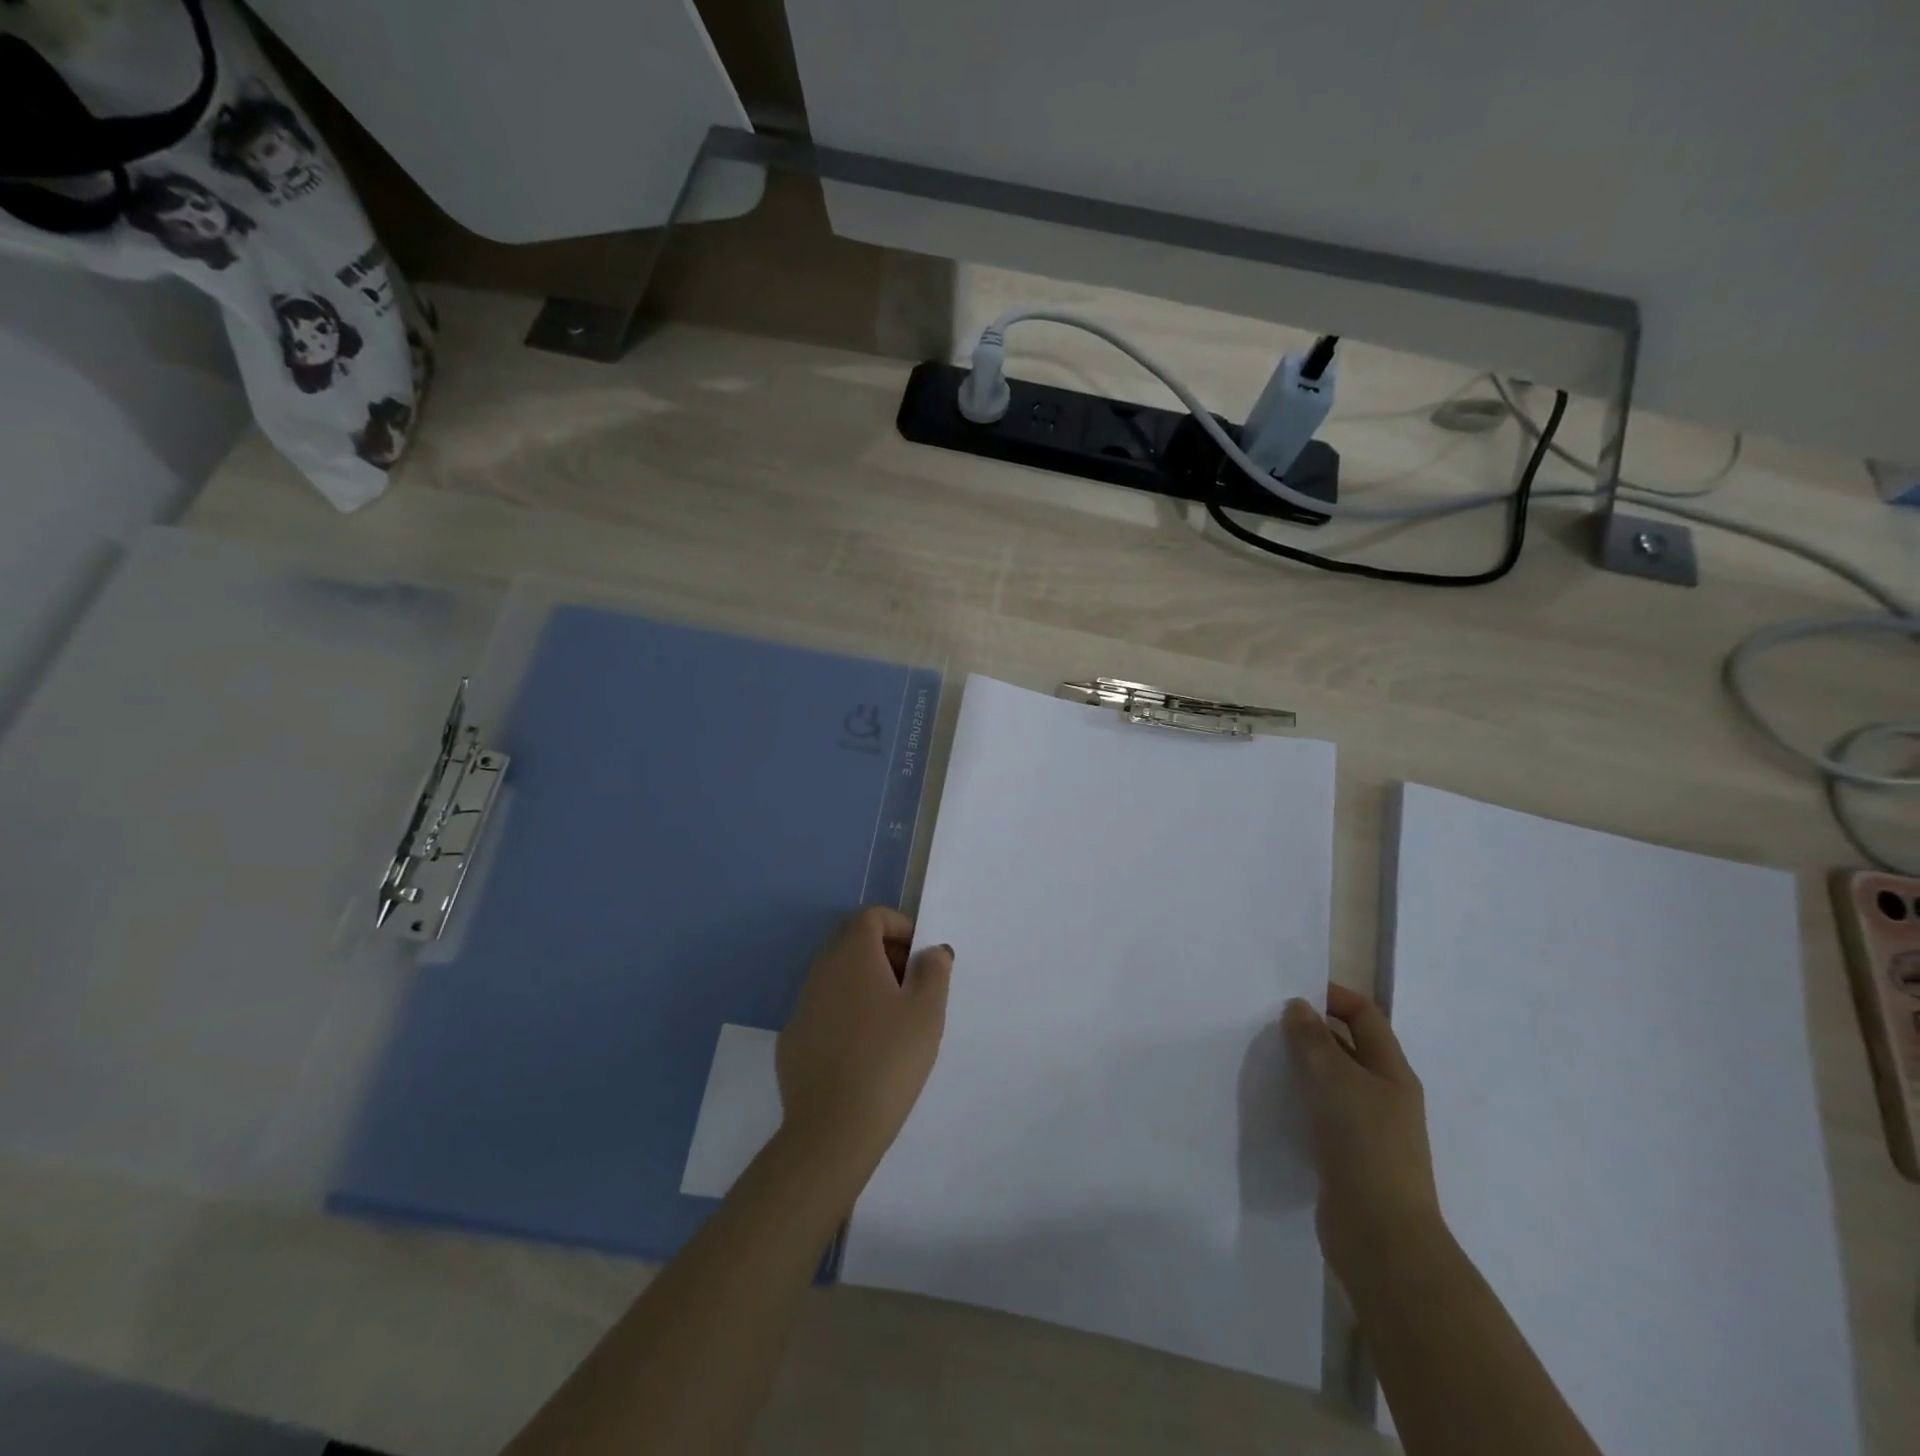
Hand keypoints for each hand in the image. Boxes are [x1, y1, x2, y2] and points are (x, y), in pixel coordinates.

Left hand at [777, 907, 952, 1185]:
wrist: (832, 1129)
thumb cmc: (888, 1060)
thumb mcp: (927, 1012)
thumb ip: (934, 971)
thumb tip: (932, 951)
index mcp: (852, 954)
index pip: (872, 916)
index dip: (900, 926)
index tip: (921, 957)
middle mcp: (821, 970)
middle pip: (851, 940)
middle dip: (883, 951)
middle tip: (910, 984)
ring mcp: (801, 1005)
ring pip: (836, 975)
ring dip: (864, 982)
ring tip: (892, 1020)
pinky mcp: (792, 1039)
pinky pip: (823, 1009)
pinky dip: (845, 1012)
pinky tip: (862, 1049)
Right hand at [1283, 985, 1442, 1282]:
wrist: (1381, 1236)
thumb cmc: (1364, 1145)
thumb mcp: (1335, 1080)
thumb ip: (1313, 1039)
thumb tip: (1298, 1007)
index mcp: (1392, 1071)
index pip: (1365, 1015)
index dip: (1332, 996)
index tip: (1289, 994)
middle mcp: (1385, 1094)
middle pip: (1348, 1046)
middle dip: (1311, 1031)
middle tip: (1267, 1024)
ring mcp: (1369, 1128)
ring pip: (1332, 1081)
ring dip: (1302, 1066)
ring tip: (1264, 1058)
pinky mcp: (1349, 1155)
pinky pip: (1322, 1112)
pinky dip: (1300, 1100)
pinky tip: (1274, 1101)